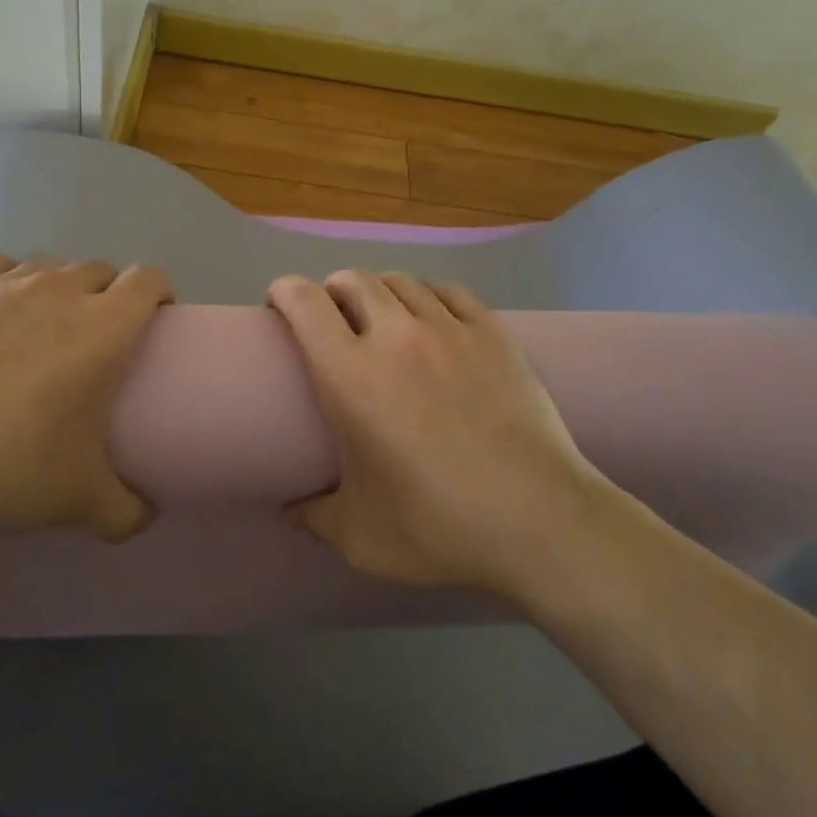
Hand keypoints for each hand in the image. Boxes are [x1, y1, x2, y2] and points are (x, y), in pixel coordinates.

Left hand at [0, 254, 172, 545]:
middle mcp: (59, 291)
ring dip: (60, 289)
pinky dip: (8, 285)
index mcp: (102, 328)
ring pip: (50, 267)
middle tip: (96, 341)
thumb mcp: (77, 501)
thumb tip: (146, 518)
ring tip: (42, 330)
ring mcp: (3, 284)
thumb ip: (125, 512)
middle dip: (109, 296)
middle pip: (101, 270)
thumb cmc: (2, 466)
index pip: (149, 280)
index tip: (154, 322)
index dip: (159, 293)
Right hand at [267, 270, 609, 594]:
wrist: (538, 520)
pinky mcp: (493, 333)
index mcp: (350, 374)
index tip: (278, 305)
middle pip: (353, 280)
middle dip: (332, 290)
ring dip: (380, 291)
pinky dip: (429, 295)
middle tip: (332, 317)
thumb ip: (315, 517)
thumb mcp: (360, 536)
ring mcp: (449, 329)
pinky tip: (432, 316)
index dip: (284, 292)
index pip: (304, 302)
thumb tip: (289, 510)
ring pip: (401, 281)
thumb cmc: (437, 526)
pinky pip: (450, 291)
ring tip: (382, 315)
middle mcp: (394, 336)